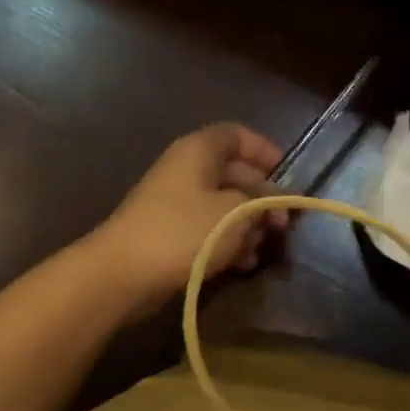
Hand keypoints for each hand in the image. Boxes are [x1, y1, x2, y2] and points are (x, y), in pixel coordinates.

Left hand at [92, 123, 284, 313]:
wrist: (122, 274)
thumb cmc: (185, 232)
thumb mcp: (236, 213)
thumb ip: (263, 203)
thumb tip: (277, 203)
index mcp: (199, 151)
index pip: (237, 135)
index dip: (265, 150)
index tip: (287, 175)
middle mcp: (187, 169)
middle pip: (235, 173)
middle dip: (262, 197)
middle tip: (283, 223)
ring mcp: (176, 202)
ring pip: (224, 204)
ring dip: (248, 224)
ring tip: (263, 247)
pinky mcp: (170, 232)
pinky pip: (209, 228)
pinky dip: (229, 241)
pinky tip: (244, 262)